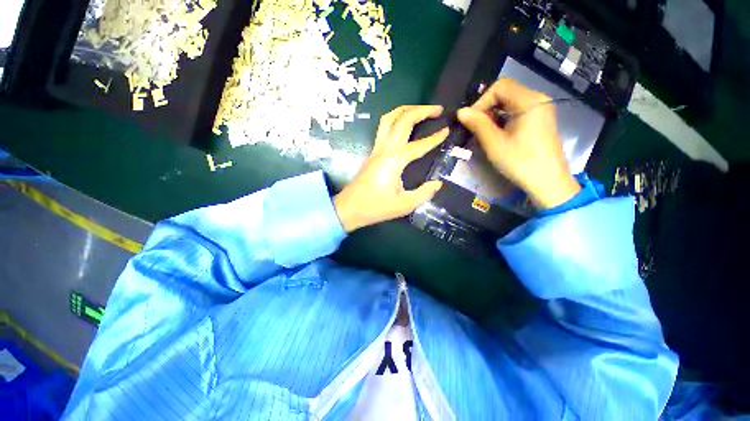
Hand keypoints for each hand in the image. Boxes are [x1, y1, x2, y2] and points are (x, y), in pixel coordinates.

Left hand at [334, 106, 448, 231]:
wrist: (349, 208)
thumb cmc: (376, 208)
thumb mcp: (405, 204)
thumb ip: (424, 193)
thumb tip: (437, 183)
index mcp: (395, 160)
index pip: (418, 145)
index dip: (435, 138)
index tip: (447, 130)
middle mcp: (385, 149)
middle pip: (402, 119)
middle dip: (421, 110)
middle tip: (438, 109)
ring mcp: (376, 149)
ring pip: (388, 119)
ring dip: (405, 110)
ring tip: (420, 110)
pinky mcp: (372, 153)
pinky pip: (383, 128)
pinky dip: (396, 120)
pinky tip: (403, 125)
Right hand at [457, 79, 580, 209]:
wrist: (548, 182)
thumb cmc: (521, 162)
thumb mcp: (495, 144)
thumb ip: (478, 124)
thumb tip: (460, 112)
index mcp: (530, 101)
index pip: (500, 87)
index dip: (481, 101)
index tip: (471, 121)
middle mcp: (537, 100)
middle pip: (505, 92)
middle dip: (486, 108)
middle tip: (475, 128)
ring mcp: (540, 110)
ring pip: (509, 102)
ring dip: (493, 115)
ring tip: (483, 133)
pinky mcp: (539, 120)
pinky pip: (516, 112)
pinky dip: (502, 119)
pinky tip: (496, 134)